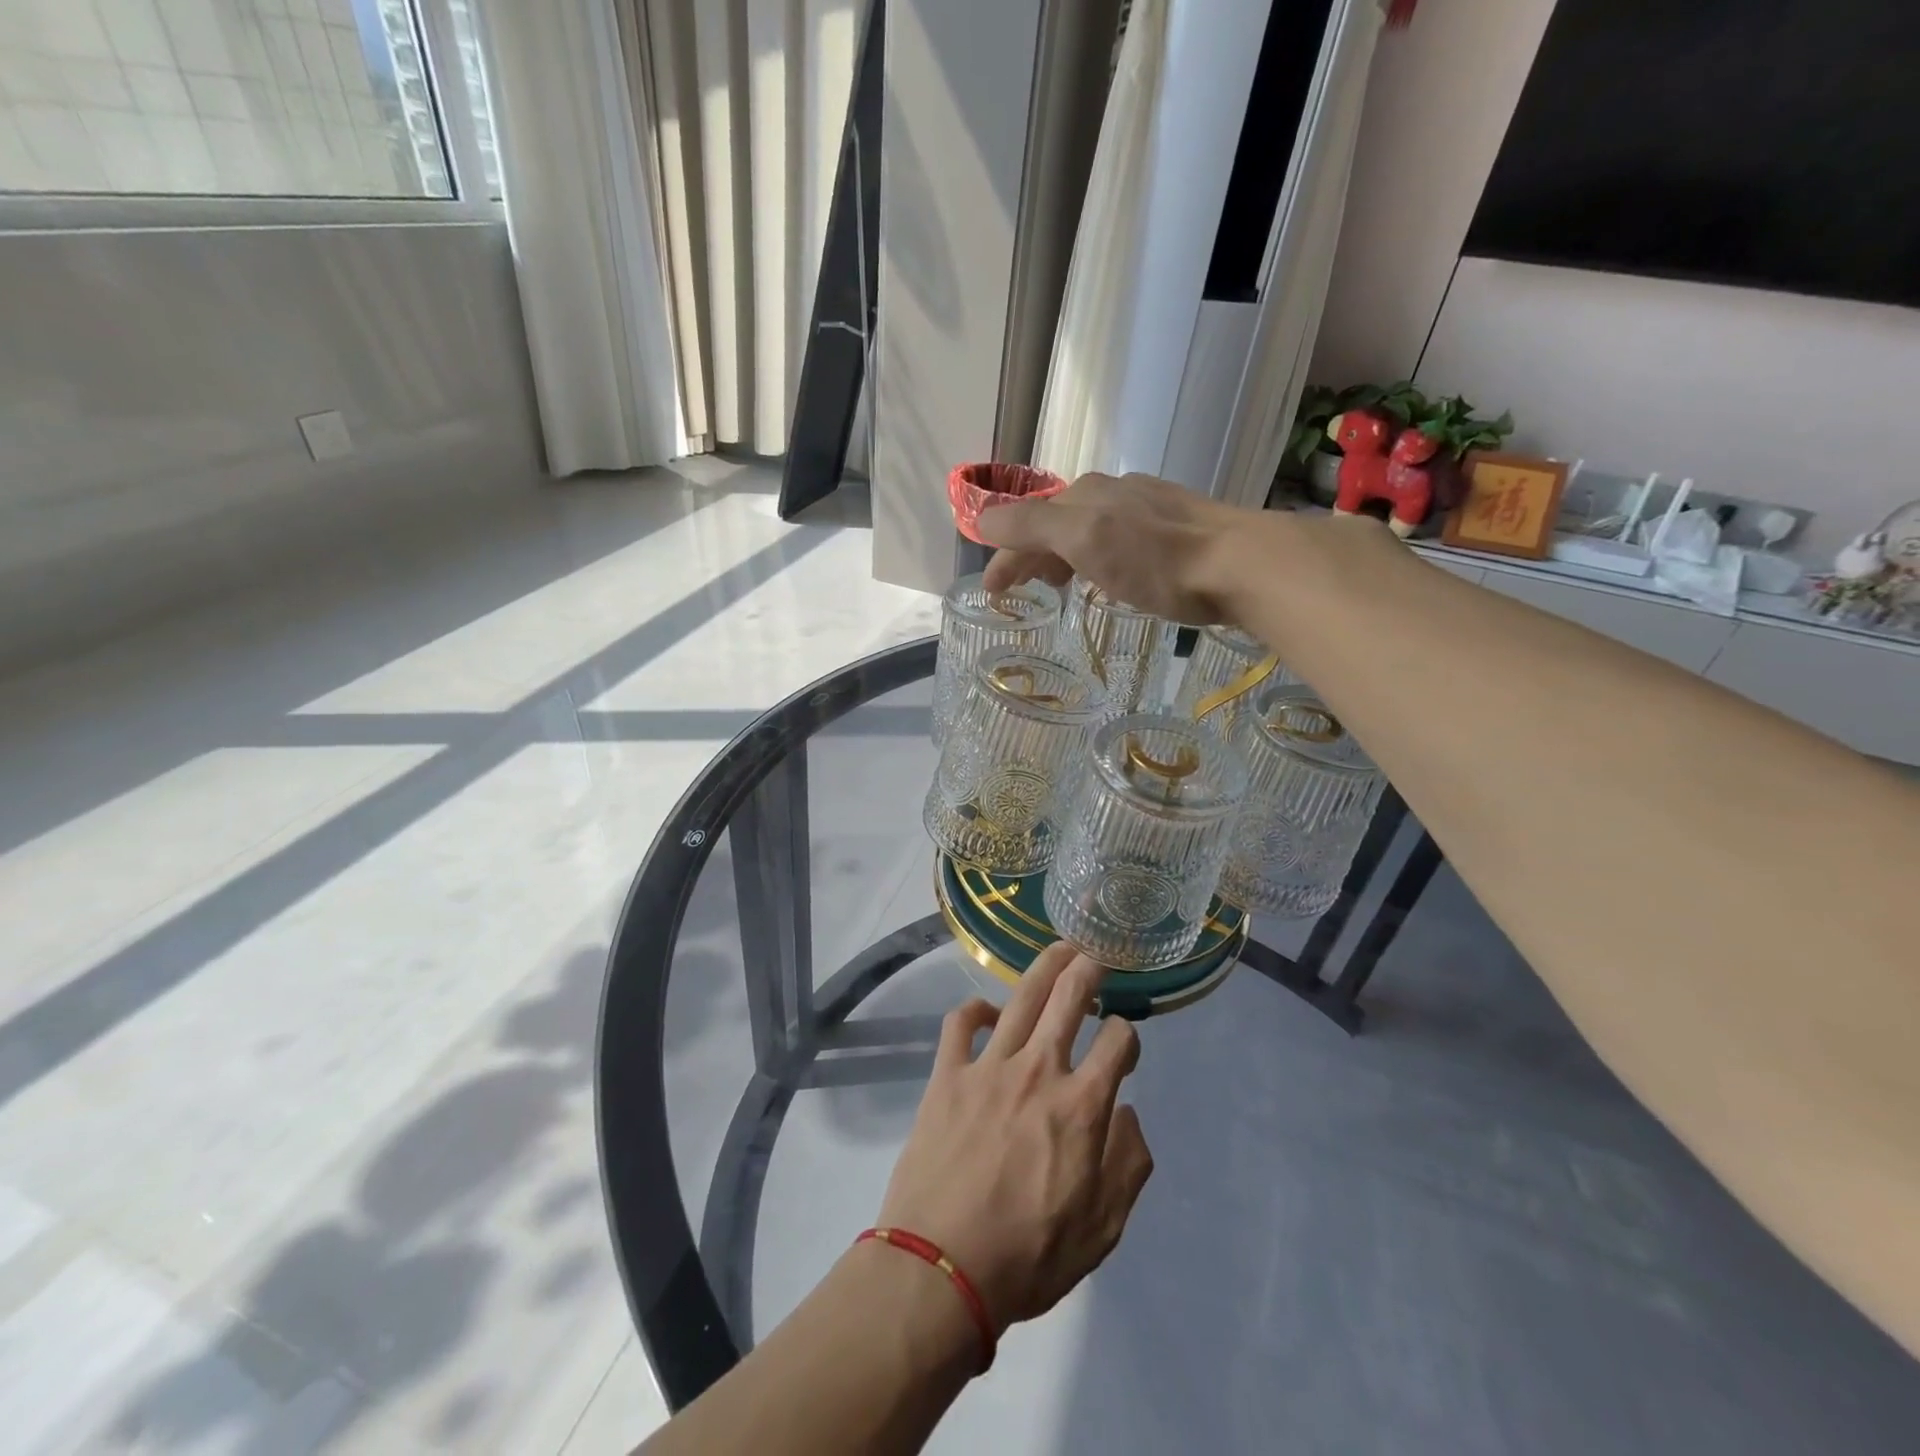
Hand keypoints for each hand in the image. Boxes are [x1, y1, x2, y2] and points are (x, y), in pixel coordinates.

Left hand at [876, 944, 1154, 1332]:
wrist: (941, 1268)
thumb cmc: (1028, 1256)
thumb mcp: (1102, 1230)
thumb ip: (1128, 1165)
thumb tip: (1128, 1113)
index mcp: (1082, 1106)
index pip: (1117, 1044)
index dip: (1128, 1037)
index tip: (1124, 1045)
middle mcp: (1039, 1071)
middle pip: (1069, 999)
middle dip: (1087, 970)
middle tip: (1095, 955)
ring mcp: (989, 1067)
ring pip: (1021, 999)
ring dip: (1044, 968)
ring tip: (1058, 949)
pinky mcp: (947, 1075)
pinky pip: (960, 1024)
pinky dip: (975, 1009)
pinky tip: (988, 1012)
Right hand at [977, 471, 1246, 623]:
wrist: (1240, 564)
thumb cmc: (1156, 560)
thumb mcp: (1084, 539)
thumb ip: (1031, 527)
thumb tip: (982, 520)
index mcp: (1085, 494)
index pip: (1028, 522)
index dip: (1005, 555)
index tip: (993, 592)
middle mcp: (1112, 491)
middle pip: (1056, 522)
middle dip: (1033, 554)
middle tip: (1025, 589)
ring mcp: (1146, 506)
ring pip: (1087, 528)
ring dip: (1064, 555)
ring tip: (1064, 585)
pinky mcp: (1176, 525)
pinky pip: (1118, 538)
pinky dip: (1097, 557)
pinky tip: (1111, 574)